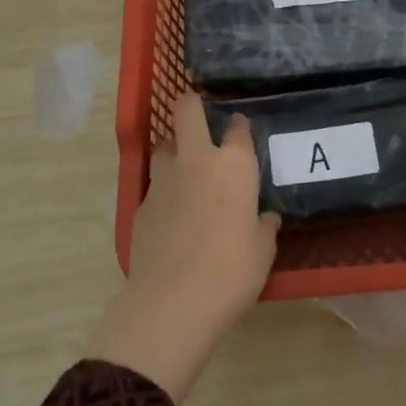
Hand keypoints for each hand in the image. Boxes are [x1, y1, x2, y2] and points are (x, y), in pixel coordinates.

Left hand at [87, 93, 278, 402]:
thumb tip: (264, 219)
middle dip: (190, 104)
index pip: (238, 129)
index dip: (240, 126)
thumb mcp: (263, 250)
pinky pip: (153, 186)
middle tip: (197, 110)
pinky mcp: (140, 205)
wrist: (174, 301)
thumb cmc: (232, 270)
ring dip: (173, 149)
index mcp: (234, 165)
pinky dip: (163, 191)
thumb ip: (264, 227)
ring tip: (184, 167)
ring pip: (163, 146)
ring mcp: (163, 180)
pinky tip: (171, 213)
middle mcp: (197, 161)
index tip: (241, 129)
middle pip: (187, 111)